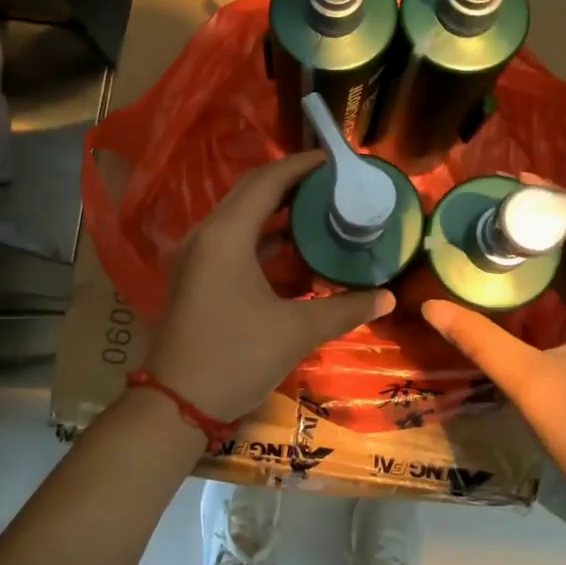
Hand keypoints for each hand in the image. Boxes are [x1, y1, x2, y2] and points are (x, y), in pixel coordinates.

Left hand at [145, 152, 393, 422]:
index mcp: (226, 236)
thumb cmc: (235, 358)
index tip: (336, 159)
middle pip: (250, 191)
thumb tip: (388, 297)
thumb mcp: (296, 331)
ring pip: (240, 215)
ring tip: (320, 208)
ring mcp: (196, 255)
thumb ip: (344, 308)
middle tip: (333, 182)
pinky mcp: (195, 275)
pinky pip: (232, 238)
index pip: (267, 181)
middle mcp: (206, 235)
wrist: (176, 405)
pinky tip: (293, 247)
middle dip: (291, 181)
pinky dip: (263, 235)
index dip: (302, 165)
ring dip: (277, 208)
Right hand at [421, 213, 565, 516]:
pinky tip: (525, 284)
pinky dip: (558, 278)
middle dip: (550, 220)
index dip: (559, 202)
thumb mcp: (527, 381)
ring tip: (507, 234)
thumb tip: (431, 304)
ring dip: (554, 249)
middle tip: (500, 208)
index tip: (517, 185)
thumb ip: (479, 339)